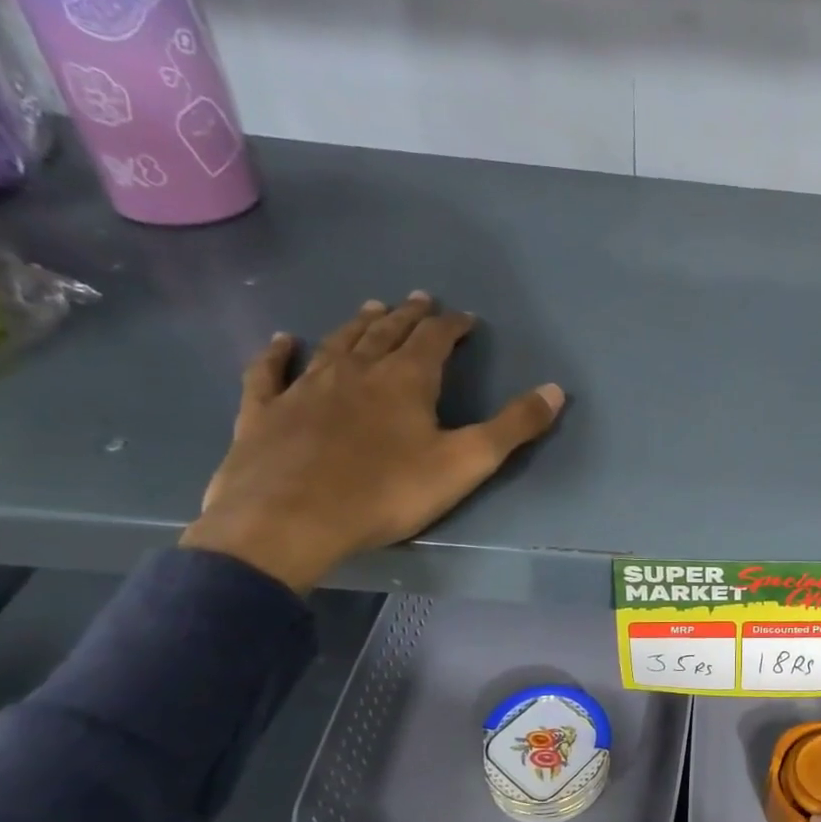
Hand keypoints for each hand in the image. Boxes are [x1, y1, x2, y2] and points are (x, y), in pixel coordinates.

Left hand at [180, 294, 562, 591]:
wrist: (290, 520)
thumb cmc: (387, 492)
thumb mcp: (466, 462)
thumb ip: (514, 426)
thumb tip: (556, 389)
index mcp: (405, 380)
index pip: (435, 339)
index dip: (453, 326)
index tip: (466, 319)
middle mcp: (355, 371)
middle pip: (386, 333)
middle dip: (408, 316)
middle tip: (419, 300)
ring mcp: (305, 387)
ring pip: (336, 344)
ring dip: (357, 324)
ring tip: (372, 308)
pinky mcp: (265, 411)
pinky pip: (270, 372)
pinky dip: (278, 353)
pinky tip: (282, 341)